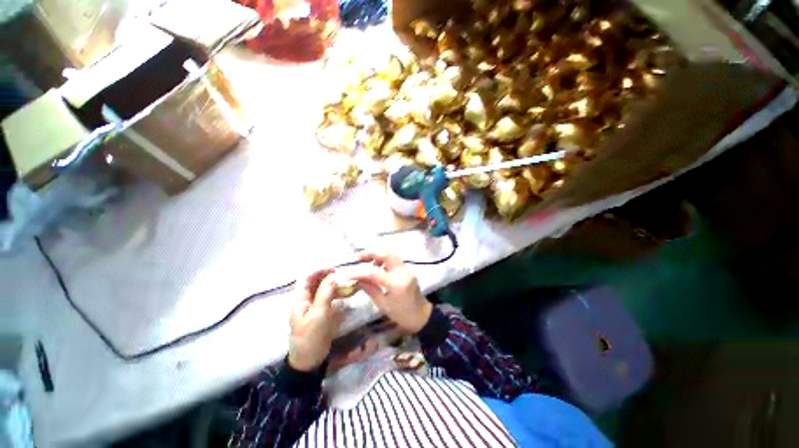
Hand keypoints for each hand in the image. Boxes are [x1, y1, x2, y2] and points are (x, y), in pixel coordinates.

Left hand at [288, 269, 343, 371]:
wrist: (309, 360)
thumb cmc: (311, 336)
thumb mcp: (319, 314)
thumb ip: (325, 293)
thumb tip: (334, 275)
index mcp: (299, 298)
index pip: (307, 277)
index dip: (320, 269)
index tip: (335, 268)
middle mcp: (304, 298)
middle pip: (314, 280)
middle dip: (328, 274)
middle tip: (343, 274)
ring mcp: (312, 305)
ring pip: (321, 287)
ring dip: (332, 282)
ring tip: (345, 281)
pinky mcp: (319, 310)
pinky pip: (326, 296)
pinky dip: (335, 291)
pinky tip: (344, 291)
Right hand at [349, 252, 432, 333]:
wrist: (421, 315)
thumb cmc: (401, 314)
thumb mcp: (383, 305)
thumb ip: (370, 289)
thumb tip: (356, 280)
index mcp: (396, 284)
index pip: (375, 273)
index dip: (360, 272)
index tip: (348, 274)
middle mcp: (402, 272)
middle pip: (386, 254)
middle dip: (370, 253)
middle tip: (358, 257)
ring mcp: (406, 269)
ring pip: (391, 254)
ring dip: (377, 254)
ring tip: (366, 262)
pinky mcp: (407, 269)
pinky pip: (394, 259)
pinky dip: (384, 259)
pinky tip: (377, 266)